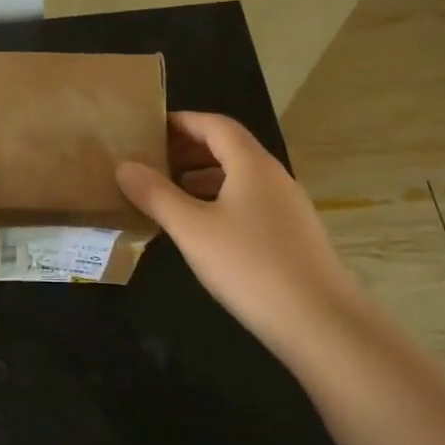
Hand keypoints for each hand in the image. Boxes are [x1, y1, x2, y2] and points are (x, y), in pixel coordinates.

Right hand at [116, 112, 361, 354]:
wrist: (320, 323)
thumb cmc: (250, 266)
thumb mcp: (192, 229)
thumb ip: (156, 195)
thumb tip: (124, 165)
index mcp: (252, 164)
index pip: (215, 125)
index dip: (181, 121)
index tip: (148, 127)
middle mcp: (274, 177)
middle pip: (229, 148)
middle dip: (189, 148)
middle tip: (151, 159)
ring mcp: (288, 207)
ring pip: (240, 177)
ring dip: (203, 176)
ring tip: (169, 192)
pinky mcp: (292, 236)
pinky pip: (249, 202)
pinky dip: (220, 201)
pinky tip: (202, 228)